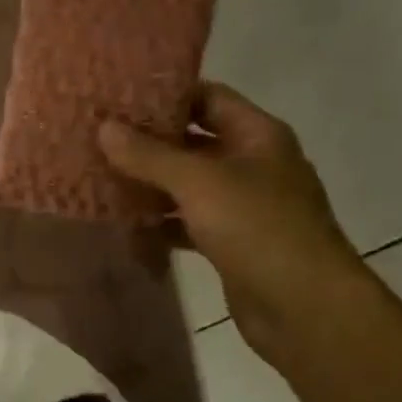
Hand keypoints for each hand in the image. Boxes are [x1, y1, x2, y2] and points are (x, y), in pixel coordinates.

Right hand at [98, 83, 367, 360]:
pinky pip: (187, 223)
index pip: (208, 97)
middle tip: (98, 138)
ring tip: (99, 177)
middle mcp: (252, 164)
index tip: (118, 97)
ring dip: (149, 184)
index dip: (166, 93)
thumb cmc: (258, 228)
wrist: (303, 307)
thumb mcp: (199, 182)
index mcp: (257, 136)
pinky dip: (159, 222)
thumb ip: (149, 155)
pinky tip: (124, 224)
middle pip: (194, 142)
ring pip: (187, 185)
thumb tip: (104, 128)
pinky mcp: (230, 243)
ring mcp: (242, 206)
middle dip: (149, 142)